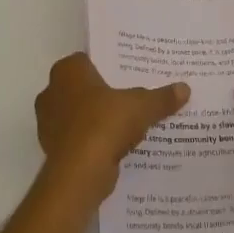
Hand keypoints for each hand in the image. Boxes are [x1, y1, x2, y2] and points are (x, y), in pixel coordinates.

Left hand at [36, 53, 188, 202]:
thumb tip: (185, 88)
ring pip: (80, 113)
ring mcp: (48, 121)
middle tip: (132, 97)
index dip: (109, 66)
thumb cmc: (105, 124)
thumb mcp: (142, 106)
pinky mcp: (52, 148)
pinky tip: (115, 146)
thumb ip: (161, 97)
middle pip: (84, 87)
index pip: (89, 59)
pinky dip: (93, 140)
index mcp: (68, 71)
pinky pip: (78, 137)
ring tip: (127, 123)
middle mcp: (52, 91)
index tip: (129, 74)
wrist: (79, 173)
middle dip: (104, 93)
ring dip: (98, 119)